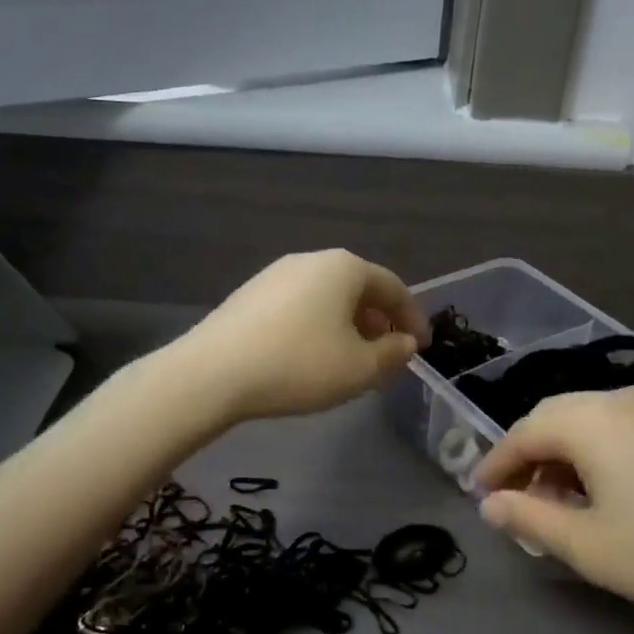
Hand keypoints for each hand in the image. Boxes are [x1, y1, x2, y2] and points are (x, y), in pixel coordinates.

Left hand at [181, 250, 430, 422]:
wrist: (212, 373)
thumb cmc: (299, 365)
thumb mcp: (359, 368)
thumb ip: (392, 354)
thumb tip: (404, 343)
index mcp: (344, 268)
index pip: (394, 287)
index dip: (413, 318)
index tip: (420, 348)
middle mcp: (311, 260)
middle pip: (358, 288)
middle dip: (378, 322)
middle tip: (386, 355)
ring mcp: (275, 274)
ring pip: (327, 298)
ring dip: (347, 326)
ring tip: (350, 360)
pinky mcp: (249, 294)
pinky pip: (299, 306)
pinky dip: (317, 326)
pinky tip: (309, 357)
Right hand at [472, 388, 633, 633]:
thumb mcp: (588, 545)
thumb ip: (528, 518)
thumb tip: (489, 505)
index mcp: (591, 420)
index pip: (524, 432)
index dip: (496, 463)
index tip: (479, 495)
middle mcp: (621, 400)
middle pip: (554, 416)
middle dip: (526, 455)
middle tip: (512, 497)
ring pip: (588, 420)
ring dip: (561, 453)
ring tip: (554, 500)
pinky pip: (620, 428)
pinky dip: (594, 452)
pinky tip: (599, 490)